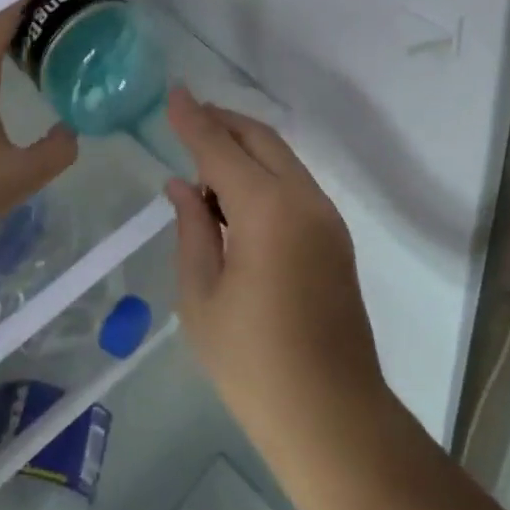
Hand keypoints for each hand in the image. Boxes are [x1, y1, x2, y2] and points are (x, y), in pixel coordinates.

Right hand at [163, 89, 388, 456]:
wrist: (333, 416)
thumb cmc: (253, 364)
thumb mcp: (202, 298)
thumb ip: (192, 229)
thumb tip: (181, 185)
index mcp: (267, 210)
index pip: (220, 148)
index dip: (194, 119)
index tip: (173, 93)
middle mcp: (303, 198)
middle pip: (260, 139)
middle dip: (223, 123)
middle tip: (188, 119)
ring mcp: (326, 216)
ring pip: (282, 158)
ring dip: (245, 147)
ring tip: (204, 160)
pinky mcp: (335, 236)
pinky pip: (294, 183)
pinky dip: (264, 173)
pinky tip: (237, 196)